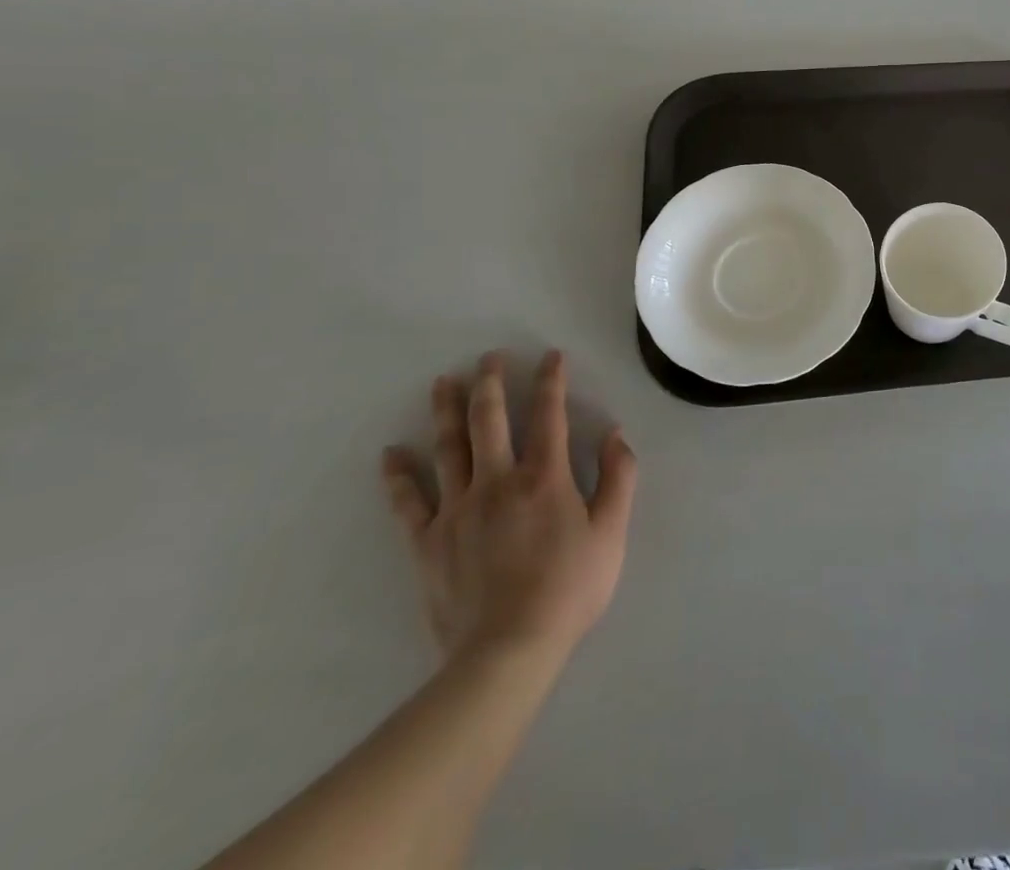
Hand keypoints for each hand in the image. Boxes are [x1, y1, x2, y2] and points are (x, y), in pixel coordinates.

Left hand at [381, 351, 638, 665]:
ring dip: (445, 411)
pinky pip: (409, 502)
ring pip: (448, 448)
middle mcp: (497, 481)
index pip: (549, 415)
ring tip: (442, 382)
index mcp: (544, 477)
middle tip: (488, 358)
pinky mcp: (428, 542)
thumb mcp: (612, 532)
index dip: (551, 381)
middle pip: (489, 420)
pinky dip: (398, 476)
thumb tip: (615, 434)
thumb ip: (618, 477)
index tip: (550, 356)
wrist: (507, 651)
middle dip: (490, 383)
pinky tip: (391, 453)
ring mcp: (457, 510)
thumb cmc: (569, 588)